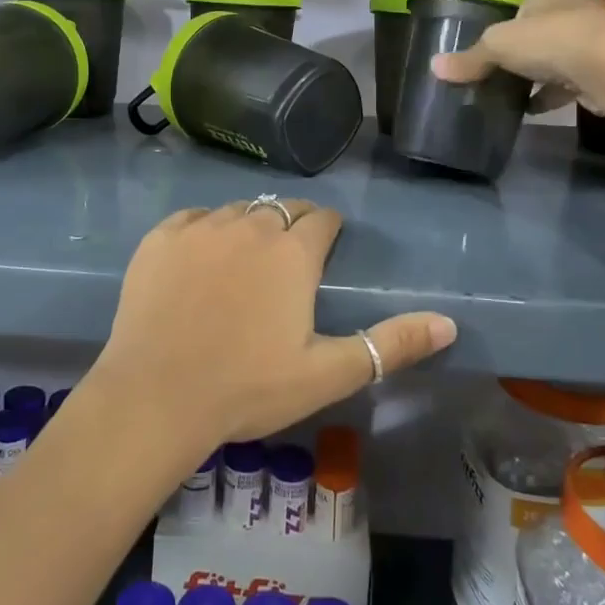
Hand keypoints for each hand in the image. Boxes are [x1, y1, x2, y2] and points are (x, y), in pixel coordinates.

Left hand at [88, 200, 456, 456]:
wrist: (156, 396)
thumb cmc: (248, 388)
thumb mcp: (328, 373)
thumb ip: (391, 345)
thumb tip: (449, 323)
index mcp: (292, 253)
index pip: (322, 219)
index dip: (328, 230)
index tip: (326, 248)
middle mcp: (250, 226)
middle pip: (281, 209)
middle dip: (293, 225)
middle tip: (288, 259)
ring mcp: (201, 228)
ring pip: (237, 211)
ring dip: (249, 225)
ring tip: (246, 258)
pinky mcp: (160, 238)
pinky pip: (193, 218)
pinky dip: (204, 230)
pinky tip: (201, 257)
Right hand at [430, 0, 604, 113]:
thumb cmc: (550, 38)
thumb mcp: (498, 46)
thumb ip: (471, 58)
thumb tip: (435, 66)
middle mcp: (580, 0)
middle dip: (546, 7)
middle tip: (519, 23)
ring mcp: (596, 31)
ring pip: (572, 33)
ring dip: (552, 49)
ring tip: (523, 69)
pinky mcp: (604, 63)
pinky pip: (576, 73)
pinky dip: (556, 87)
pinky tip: (534, 105)